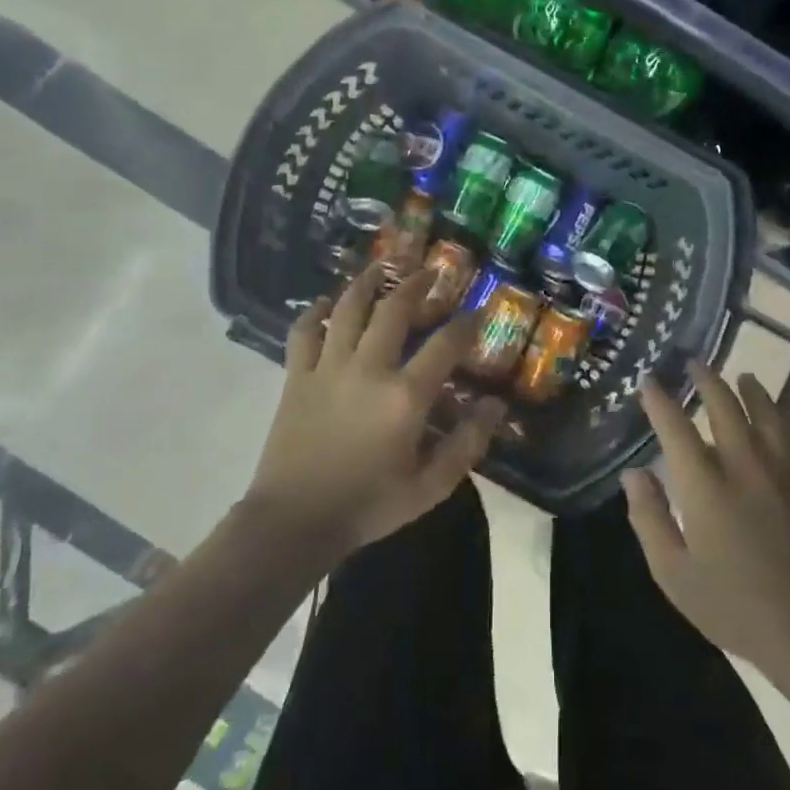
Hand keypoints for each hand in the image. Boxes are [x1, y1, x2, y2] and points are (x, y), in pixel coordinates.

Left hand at [242, 264, 505, 564]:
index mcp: (405, 395)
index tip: (479, 309)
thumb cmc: (368, 505)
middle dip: (417, 284)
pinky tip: (326, 303)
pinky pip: (304, 331)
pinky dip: (315, 312)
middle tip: (431, 272)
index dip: (467, 322)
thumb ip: (467, 443)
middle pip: (394, 309)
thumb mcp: (430, 486)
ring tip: (381, 267)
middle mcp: (368, 368)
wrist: (293, 523)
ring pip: (348, 309)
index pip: (446, 343)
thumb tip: (496, 405)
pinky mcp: (297, 376)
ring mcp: (328, 368)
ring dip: (367, 282)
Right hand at [624, 362, 789, 682]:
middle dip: (706, 380)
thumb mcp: (673, 574)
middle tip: (693, 363)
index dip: (660, 401)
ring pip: (764, 412)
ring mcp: (781, 471)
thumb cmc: (733, 607)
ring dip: (747, 389)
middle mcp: (744, 467)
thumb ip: (649, 518)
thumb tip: (633, 473)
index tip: (649, 381)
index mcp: (706, 488)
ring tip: (738, 376)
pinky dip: (779, 413)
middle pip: (724, 407)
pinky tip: (775, 410)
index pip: (677, 429)